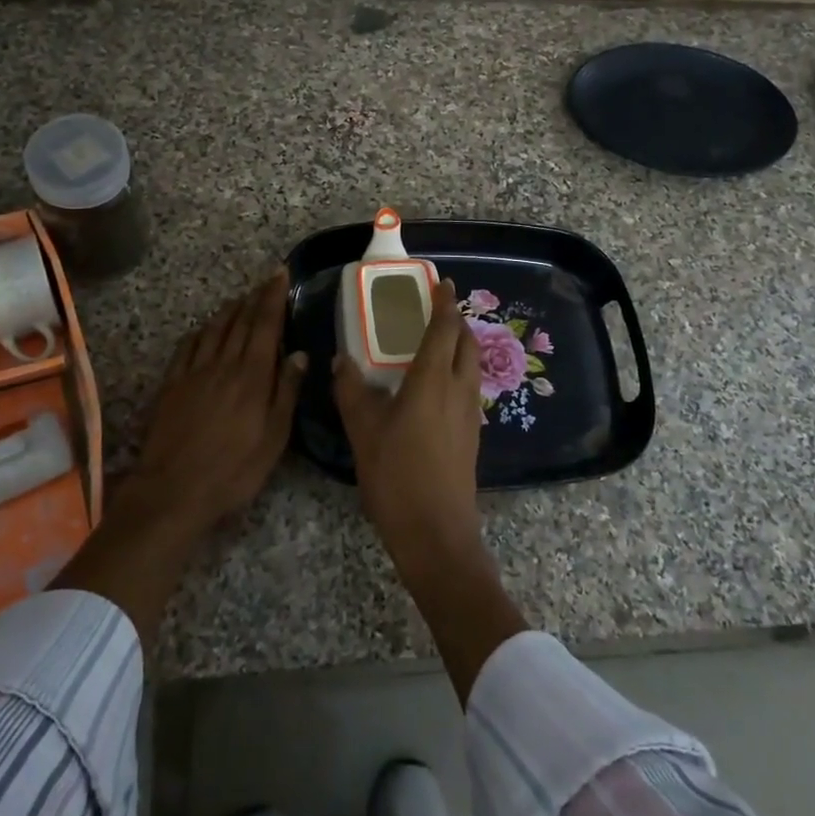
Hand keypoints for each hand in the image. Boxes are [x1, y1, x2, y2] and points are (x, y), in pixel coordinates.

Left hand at [124, 271, 307, 535]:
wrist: (173, 489)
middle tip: (266, 280)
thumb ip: (286, 392)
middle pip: (241, 321)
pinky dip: (199, 331)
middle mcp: (223, 364)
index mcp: (252, 376)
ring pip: (214, 329)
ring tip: (240, 298)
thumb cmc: (233, 470)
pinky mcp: (172, 385)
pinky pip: (187, 347)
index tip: (280, 274)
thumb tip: (300, 354)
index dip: (274, 297)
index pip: (266, 325)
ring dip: (229, 310)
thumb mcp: (273, 438)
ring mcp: (194, 372)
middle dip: (255, 297)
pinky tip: (203, 328)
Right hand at [332, 280, 483, 564]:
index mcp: (432, 380)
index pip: (444, 328)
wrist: (437, 533)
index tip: (443, 282)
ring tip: (438, 340)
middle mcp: (458, 389)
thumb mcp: (363, 432)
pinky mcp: (472, 434)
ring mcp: (470, 413)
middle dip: (456, 320)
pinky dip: (459, 369)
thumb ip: (352, 391)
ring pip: (472, 364)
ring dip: (460, 344)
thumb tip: (342, 360)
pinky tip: (437, 384)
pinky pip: (470, 386)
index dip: (445, 303)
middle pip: (467, 342)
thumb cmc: (396, 476)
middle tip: (437, 309)